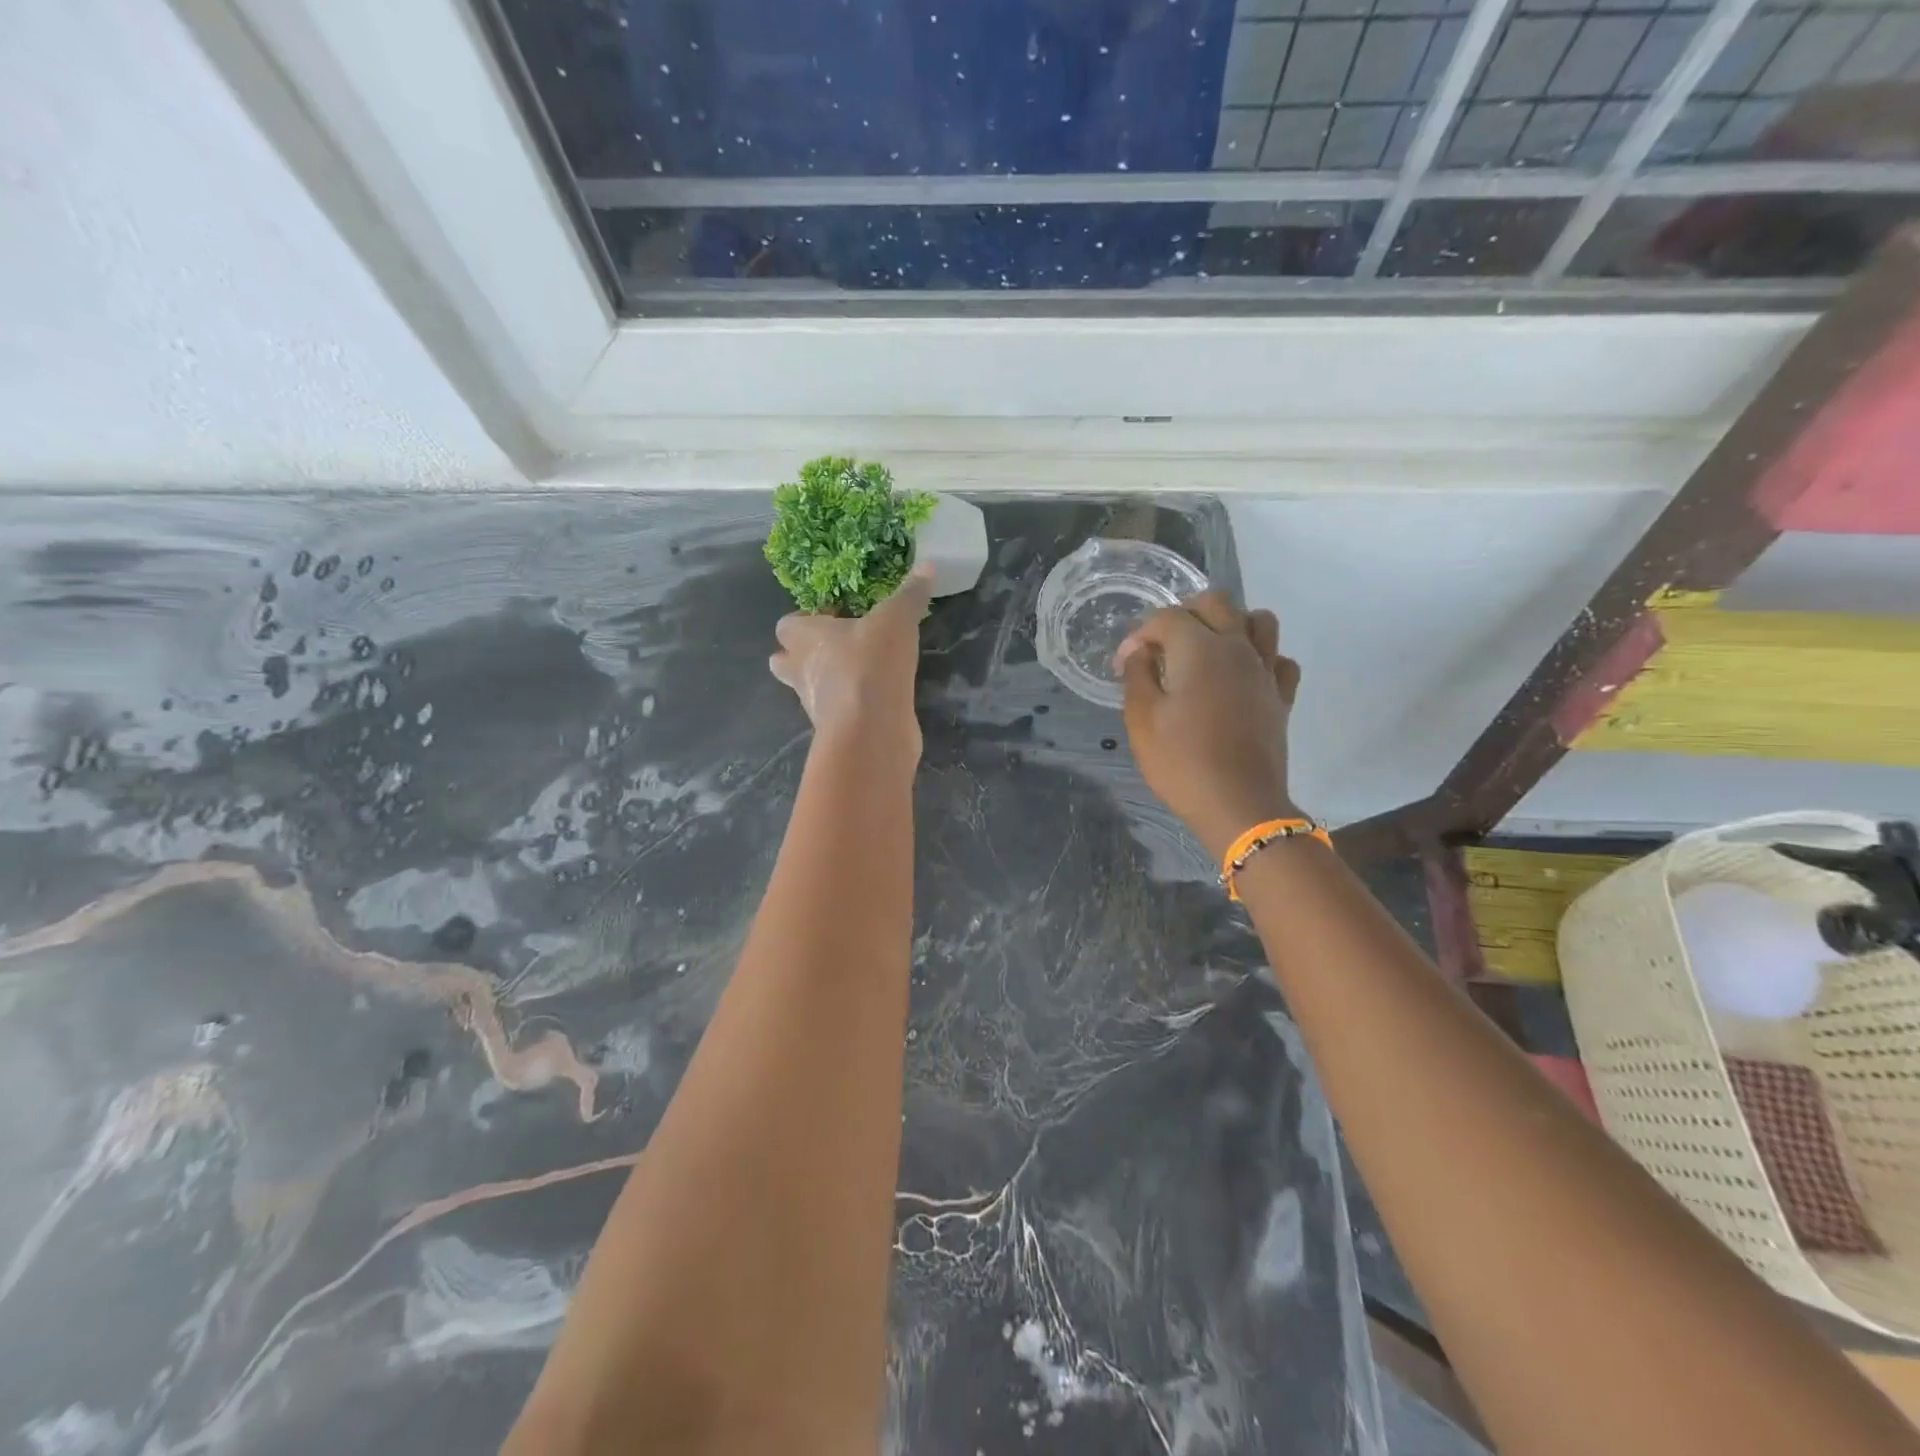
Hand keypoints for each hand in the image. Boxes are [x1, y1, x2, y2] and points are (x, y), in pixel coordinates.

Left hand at [769, 564, 933, 766]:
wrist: (871, 728)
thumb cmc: (870, 664)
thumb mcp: (896, 620)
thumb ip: (909, 595)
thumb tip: (927, 565)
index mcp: (804, 638)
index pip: (787, 625)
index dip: (806, 619)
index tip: (836, 616)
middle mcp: (800, 671)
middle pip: (785, 661)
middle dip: (803, 655)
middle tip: (837, 646)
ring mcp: (814, 705)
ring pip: (809, 689)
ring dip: (827, 680)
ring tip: (861, 670)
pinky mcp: (835, 730)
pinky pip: (836, 711)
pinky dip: (850, 704)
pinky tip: (876, 695)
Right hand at [1114, 591, 1301, 859]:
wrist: (1239, 805)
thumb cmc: (1182, 762)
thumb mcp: (1141, 720)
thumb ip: (1137, 676)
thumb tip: (1140, 652)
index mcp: (1199, 649)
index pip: (1166, 617)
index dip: (1139, 635)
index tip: (1124, 665)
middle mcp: (1237, 648)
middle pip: (1216, 603)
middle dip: (1185, 613)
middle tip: (1164, 644)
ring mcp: (1265, 671)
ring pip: (1259, 621)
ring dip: (1232, 624)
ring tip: (1208, 650)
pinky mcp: (1282, 697)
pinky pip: (1279, 659)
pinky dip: (1262, 658)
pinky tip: (1243, 677)